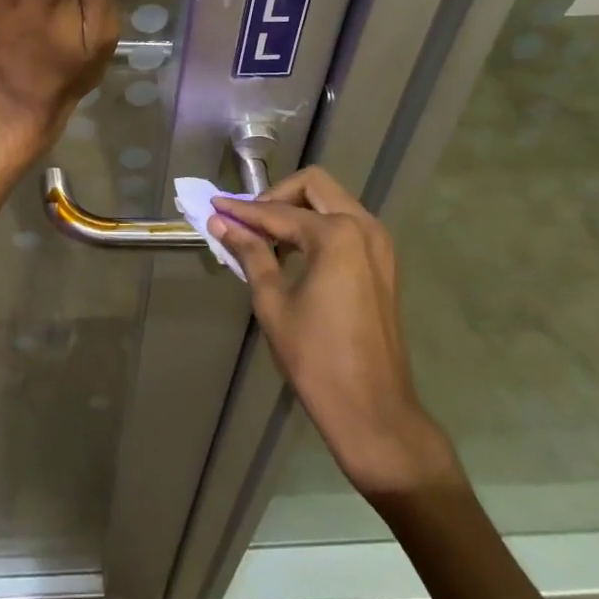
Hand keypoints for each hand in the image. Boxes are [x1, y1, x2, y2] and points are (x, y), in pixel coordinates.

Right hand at [209, 168, 459, 496]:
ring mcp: (380, 245)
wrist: (374, 412)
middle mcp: (364, 227)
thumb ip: (250, 254)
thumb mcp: (273, 303)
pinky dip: (318, 227)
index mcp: (337, 235)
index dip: (242, 211)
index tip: (214, 205)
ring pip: (333, 202)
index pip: (278, 212)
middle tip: (248, 220)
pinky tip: (293, 253)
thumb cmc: (316, 359)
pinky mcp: (384, 264)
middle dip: (277, 196)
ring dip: (299, 210)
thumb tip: (221, 223)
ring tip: (266, 237)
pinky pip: (347, 225)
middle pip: (314, 186)